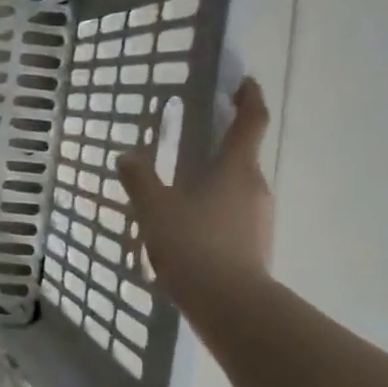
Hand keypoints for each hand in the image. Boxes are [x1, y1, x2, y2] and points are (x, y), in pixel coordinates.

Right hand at [116, 77, 273, 326]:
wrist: (228, 303)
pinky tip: (190, 230)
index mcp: (235, 167)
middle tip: (193, 145)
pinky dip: (216, 213)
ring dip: (216, 183)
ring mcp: (260, 218)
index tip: (244, 83)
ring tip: (182, 194)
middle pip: (243, 156)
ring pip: (238, 189)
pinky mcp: (256, 245)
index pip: (251, 121)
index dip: (250, 98)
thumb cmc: (192, 243)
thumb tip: (127, 155)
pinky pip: (236, 217)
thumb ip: (139, 179)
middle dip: (222, 147)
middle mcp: (255, 186)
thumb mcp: (154, 208)